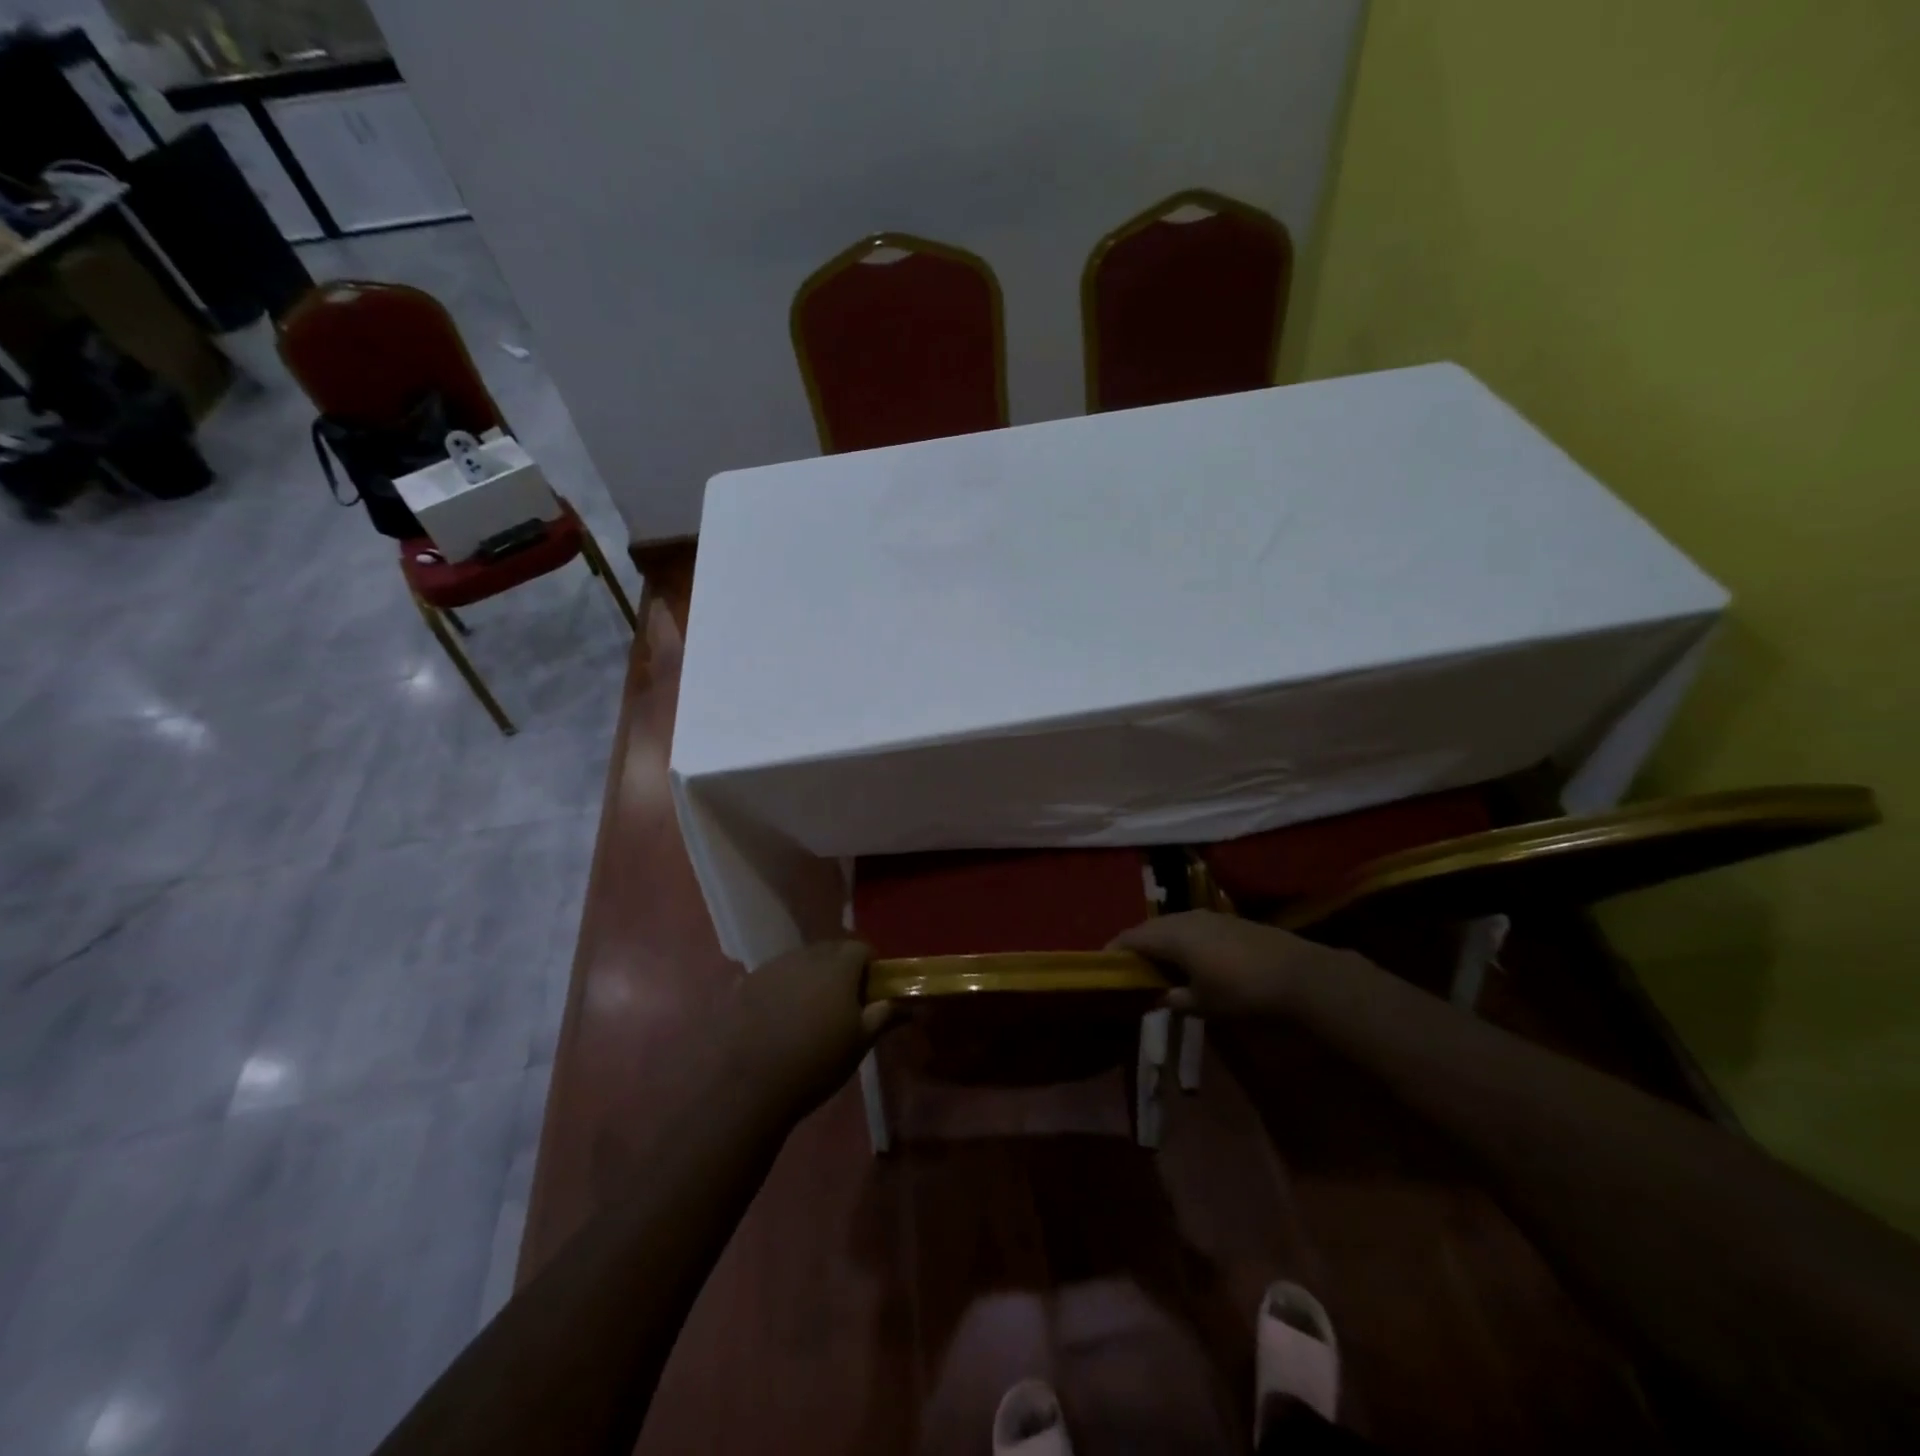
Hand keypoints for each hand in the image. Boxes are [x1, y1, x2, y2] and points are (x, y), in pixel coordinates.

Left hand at [724, 941, 892, 1114]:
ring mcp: (771, 968)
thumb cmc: (816, 1063)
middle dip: (839, 968)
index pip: (861, 949)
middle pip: (829, 950)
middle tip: (841, 1002)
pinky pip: (771, 976)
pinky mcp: (744, 984)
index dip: (869, 966)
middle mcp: (805, 957)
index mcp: (837, 967)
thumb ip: (884, 1015)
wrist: (749, 1086)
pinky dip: (779, 988)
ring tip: (806, 1012)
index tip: (870, 991)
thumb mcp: (859, 1043)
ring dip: (808, 977)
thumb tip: (908, 1004)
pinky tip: (775, 1018)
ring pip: (799, 961)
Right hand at [1112, 911, 1358, 1016]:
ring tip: (1157, 962)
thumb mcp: (1203, 1004)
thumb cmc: (1242, 992)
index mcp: (1171, 936)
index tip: (1104, 964)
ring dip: (1159, 940)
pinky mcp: (1227, 920)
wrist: (1299, 975)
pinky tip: (1189, 957)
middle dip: (1136, 944)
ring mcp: (1208, 916)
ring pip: (1171, 923)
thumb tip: (1160, 996)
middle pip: (1149, 927)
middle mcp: (1184, 918)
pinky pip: (1191, 925)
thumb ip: (1175, 999)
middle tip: (1128, 965)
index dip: (1114, 950)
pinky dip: (1180, 938)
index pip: (1131, 938)